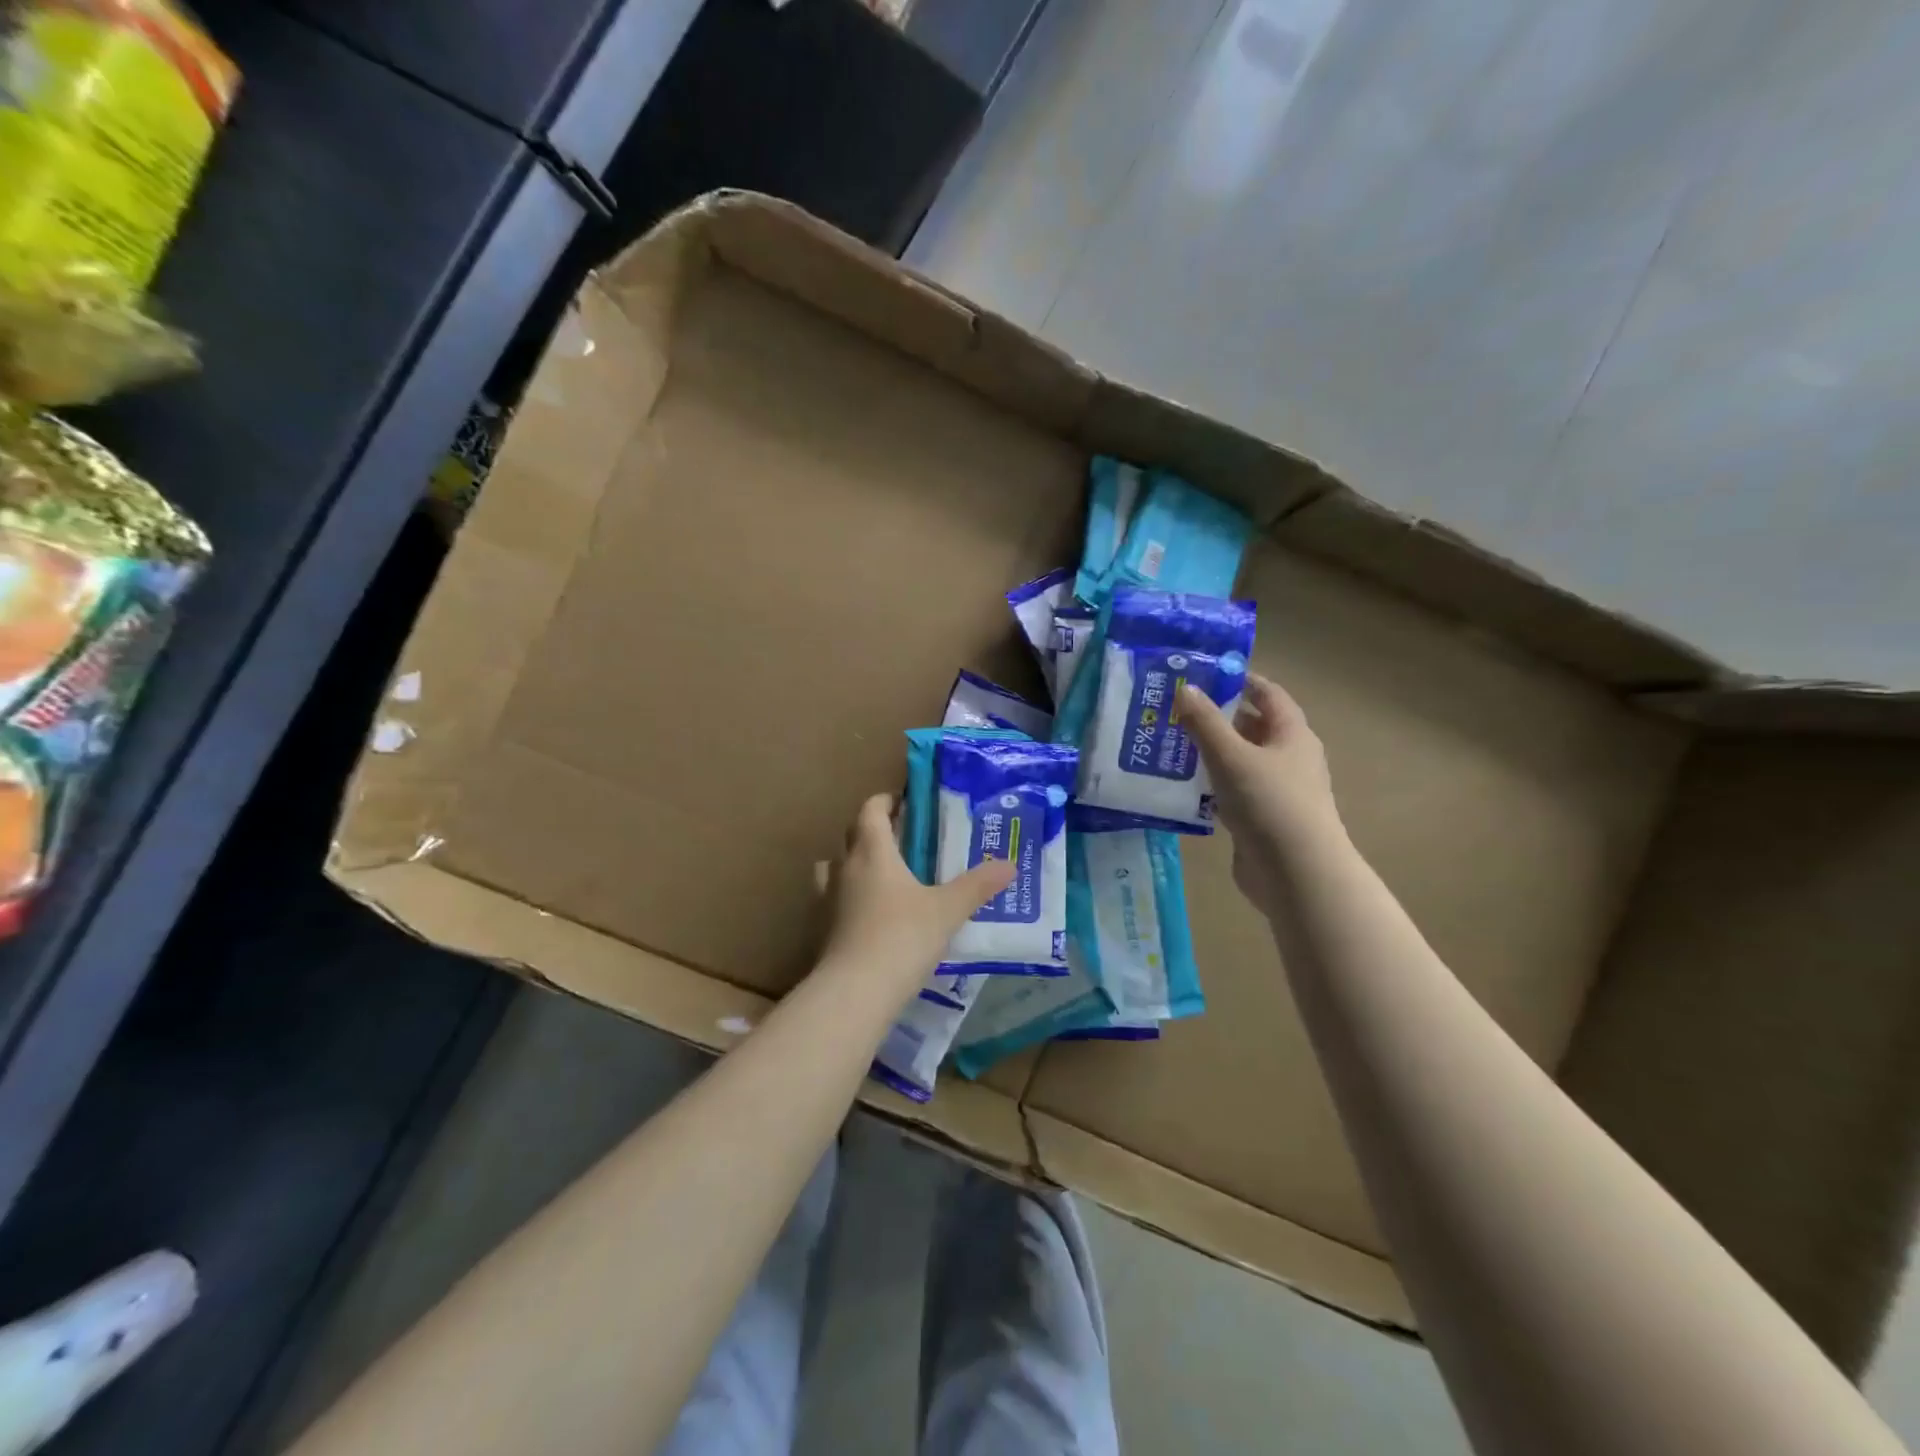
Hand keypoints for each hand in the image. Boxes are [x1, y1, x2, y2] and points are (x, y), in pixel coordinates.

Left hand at [818, 793, 1015, 990]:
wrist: (855, 992)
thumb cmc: (902, 937)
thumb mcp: (947, 910)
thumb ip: (977, 885)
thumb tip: (1009, 865)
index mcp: (872, 852)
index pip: (870, 811)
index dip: (885, 801)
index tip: (904, 802)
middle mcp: (845, 868)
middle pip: (852, 835)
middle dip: (874, 831)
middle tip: (903, 839)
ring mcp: (828, 900)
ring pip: (835, 868)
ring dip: (854, 864)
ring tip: (883, 876)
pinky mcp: (822, 930)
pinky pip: (834, 900)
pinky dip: (849, 898)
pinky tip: (871, 916)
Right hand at [1179, 674, 1343, 905]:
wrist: (1295, 873)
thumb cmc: (1269, 803)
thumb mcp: (1231, 756)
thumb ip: (1205, 722)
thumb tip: (1185, 688)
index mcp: (1292, 735)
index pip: (1269, 694)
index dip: (1241, 680)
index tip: (1204, 674)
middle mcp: (1289, 759)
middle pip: (1253, 728)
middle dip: (1218, 717)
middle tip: (1177, 710)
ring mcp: (1277, 791)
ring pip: (1240, 762)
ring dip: (1211, 753)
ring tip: (1171, 744)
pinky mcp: (1262, 820)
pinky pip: (1233, 792)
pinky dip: (1211, 785)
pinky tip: (1182, 787)